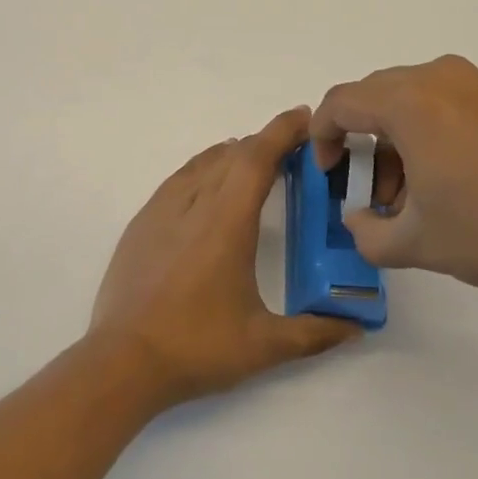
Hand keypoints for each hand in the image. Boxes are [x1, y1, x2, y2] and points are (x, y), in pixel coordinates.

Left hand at [89, 107, 360, 407]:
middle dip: (265, 143)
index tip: (304, 117)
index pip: (257, 157)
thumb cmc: (196, 347)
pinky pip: (180, 178)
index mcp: (227, 221)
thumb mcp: (263, 345)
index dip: (282, 131)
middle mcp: (195, 202)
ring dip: (234, 154)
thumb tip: (356, 325)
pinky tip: (209, 184)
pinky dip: (204, 168)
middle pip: (233, 154)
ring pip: (204, 162)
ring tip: (255, 161)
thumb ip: (314, 332)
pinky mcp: (142, 221)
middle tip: (292, 149)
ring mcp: (163, 209)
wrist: (122, 361)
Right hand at [312, 56, 477, 302]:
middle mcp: (437, 76)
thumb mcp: (417, 243)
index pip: (340, 103)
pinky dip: (425, 130)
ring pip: (408, 98)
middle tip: (369, 191)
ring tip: (408, 194)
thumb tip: (357, 219)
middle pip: (373, 96)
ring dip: (393, 138)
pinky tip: (443, 177)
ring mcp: (473, 82)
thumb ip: (367, 233)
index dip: (322, 137)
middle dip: (360, 141)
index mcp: (408, 101)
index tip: (328, 174)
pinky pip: (441, 101)